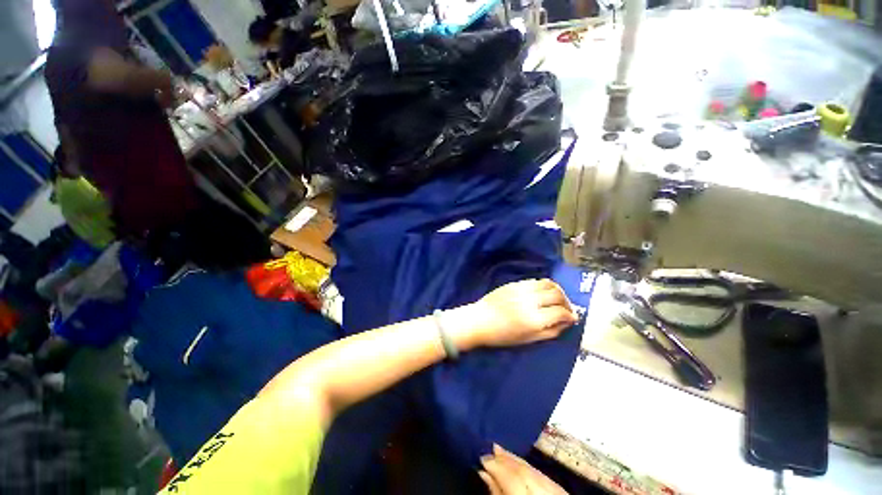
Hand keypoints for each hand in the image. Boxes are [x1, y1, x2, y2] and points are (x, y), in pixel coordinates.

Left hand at [453, 279, 576, 349]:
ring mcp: (522, 289)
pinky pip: (535, 281)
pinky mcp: (514, 283)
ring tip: (557, 298)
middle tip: (566, 309)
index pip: (561, 312)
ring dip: (557, 291)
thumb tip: (567, 324)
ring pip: (548, 283)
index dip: (571, 316)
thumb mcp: (528, 340)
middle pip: (558, 295)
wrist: (480, 320)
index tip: (573, 318)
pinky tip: (542, 293)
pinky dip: (544, 286)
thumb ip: (550, 332)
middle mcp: (530, 301)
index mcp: (534, 319)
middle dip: (567, 302)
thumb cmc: (502, 335)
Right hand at [479, 444, 567, 494]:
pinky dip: (530, 469)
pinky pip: (545, 477)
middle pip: (524, 472)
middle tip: (490, 449)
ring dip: (516, 461)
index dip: (496, 465)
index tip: (481, 458)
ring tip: (501, 451)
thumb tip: (484, 473)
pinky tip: (522, 464)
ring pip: (535, 472)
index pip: (512, 478)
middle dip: (505, 460)